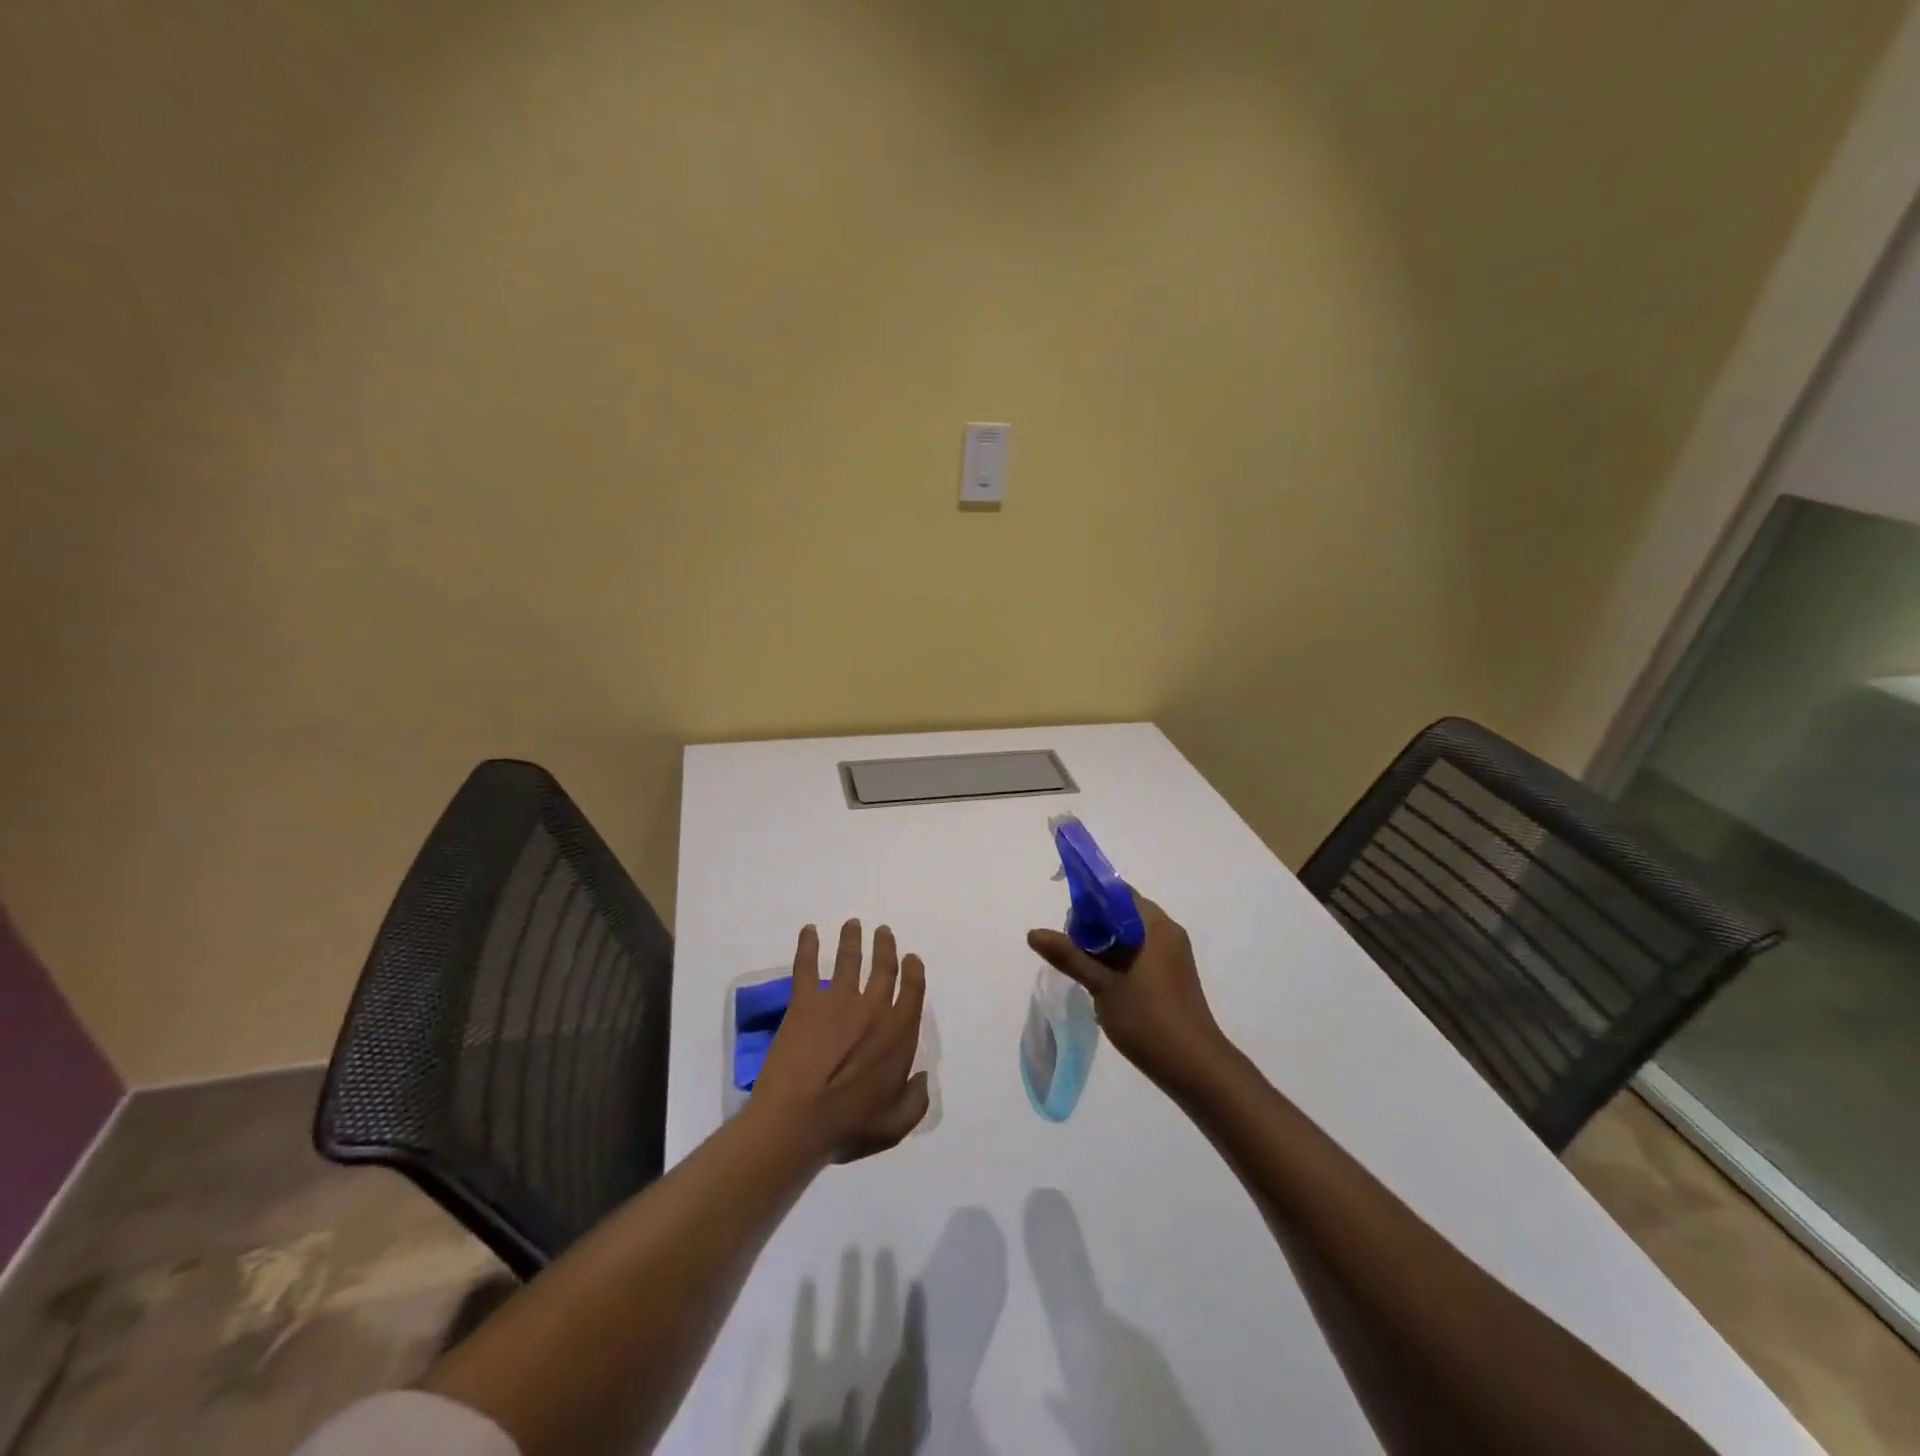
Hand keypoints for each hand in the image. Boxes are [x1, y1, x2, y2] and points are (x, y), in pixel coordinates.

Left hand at [752, 919, 929, 1163]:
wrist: (797, 1119)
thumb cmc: (848, 1125)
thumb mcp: (894, 1124)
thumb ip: (915, 1100)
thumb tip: (922, 1077)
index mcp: (899, 1033)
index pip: (913, 990)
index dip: (913, 971)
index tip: (911, 958)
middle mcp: (874, 1008)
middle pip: (884, 967)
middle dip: (885, 946)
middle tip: (882, 931)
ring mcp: (839, 1000)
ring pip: (850, 959)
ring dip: (852, 938)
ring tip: (852, 923)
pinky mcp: (806, 1001)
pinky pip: (807, 965)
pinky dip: (808, 945)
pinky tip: (808, 930)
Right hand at [1027, 892, 1226, 1093]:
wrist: (1195, 1069)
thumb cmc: (1149, 1020)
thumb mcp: (1103, 986)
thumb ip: (1069, 956)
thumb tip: (1033, 933)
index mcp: (1155, 926)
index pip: (1118, 894)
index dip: (1090, 900)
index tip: (1066, 920)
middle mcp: (1167, 934)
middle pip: (1123, 914)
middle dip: (1093, 926)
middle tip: (1069, 949)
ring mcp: (1171, 956)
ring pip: (1129, 936)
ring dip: (1104, 946)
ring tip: (1080, 967)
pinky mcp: (1171, 977)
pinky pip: (1139, 954)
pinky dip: (1117, 961)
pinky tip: (1100, 983)